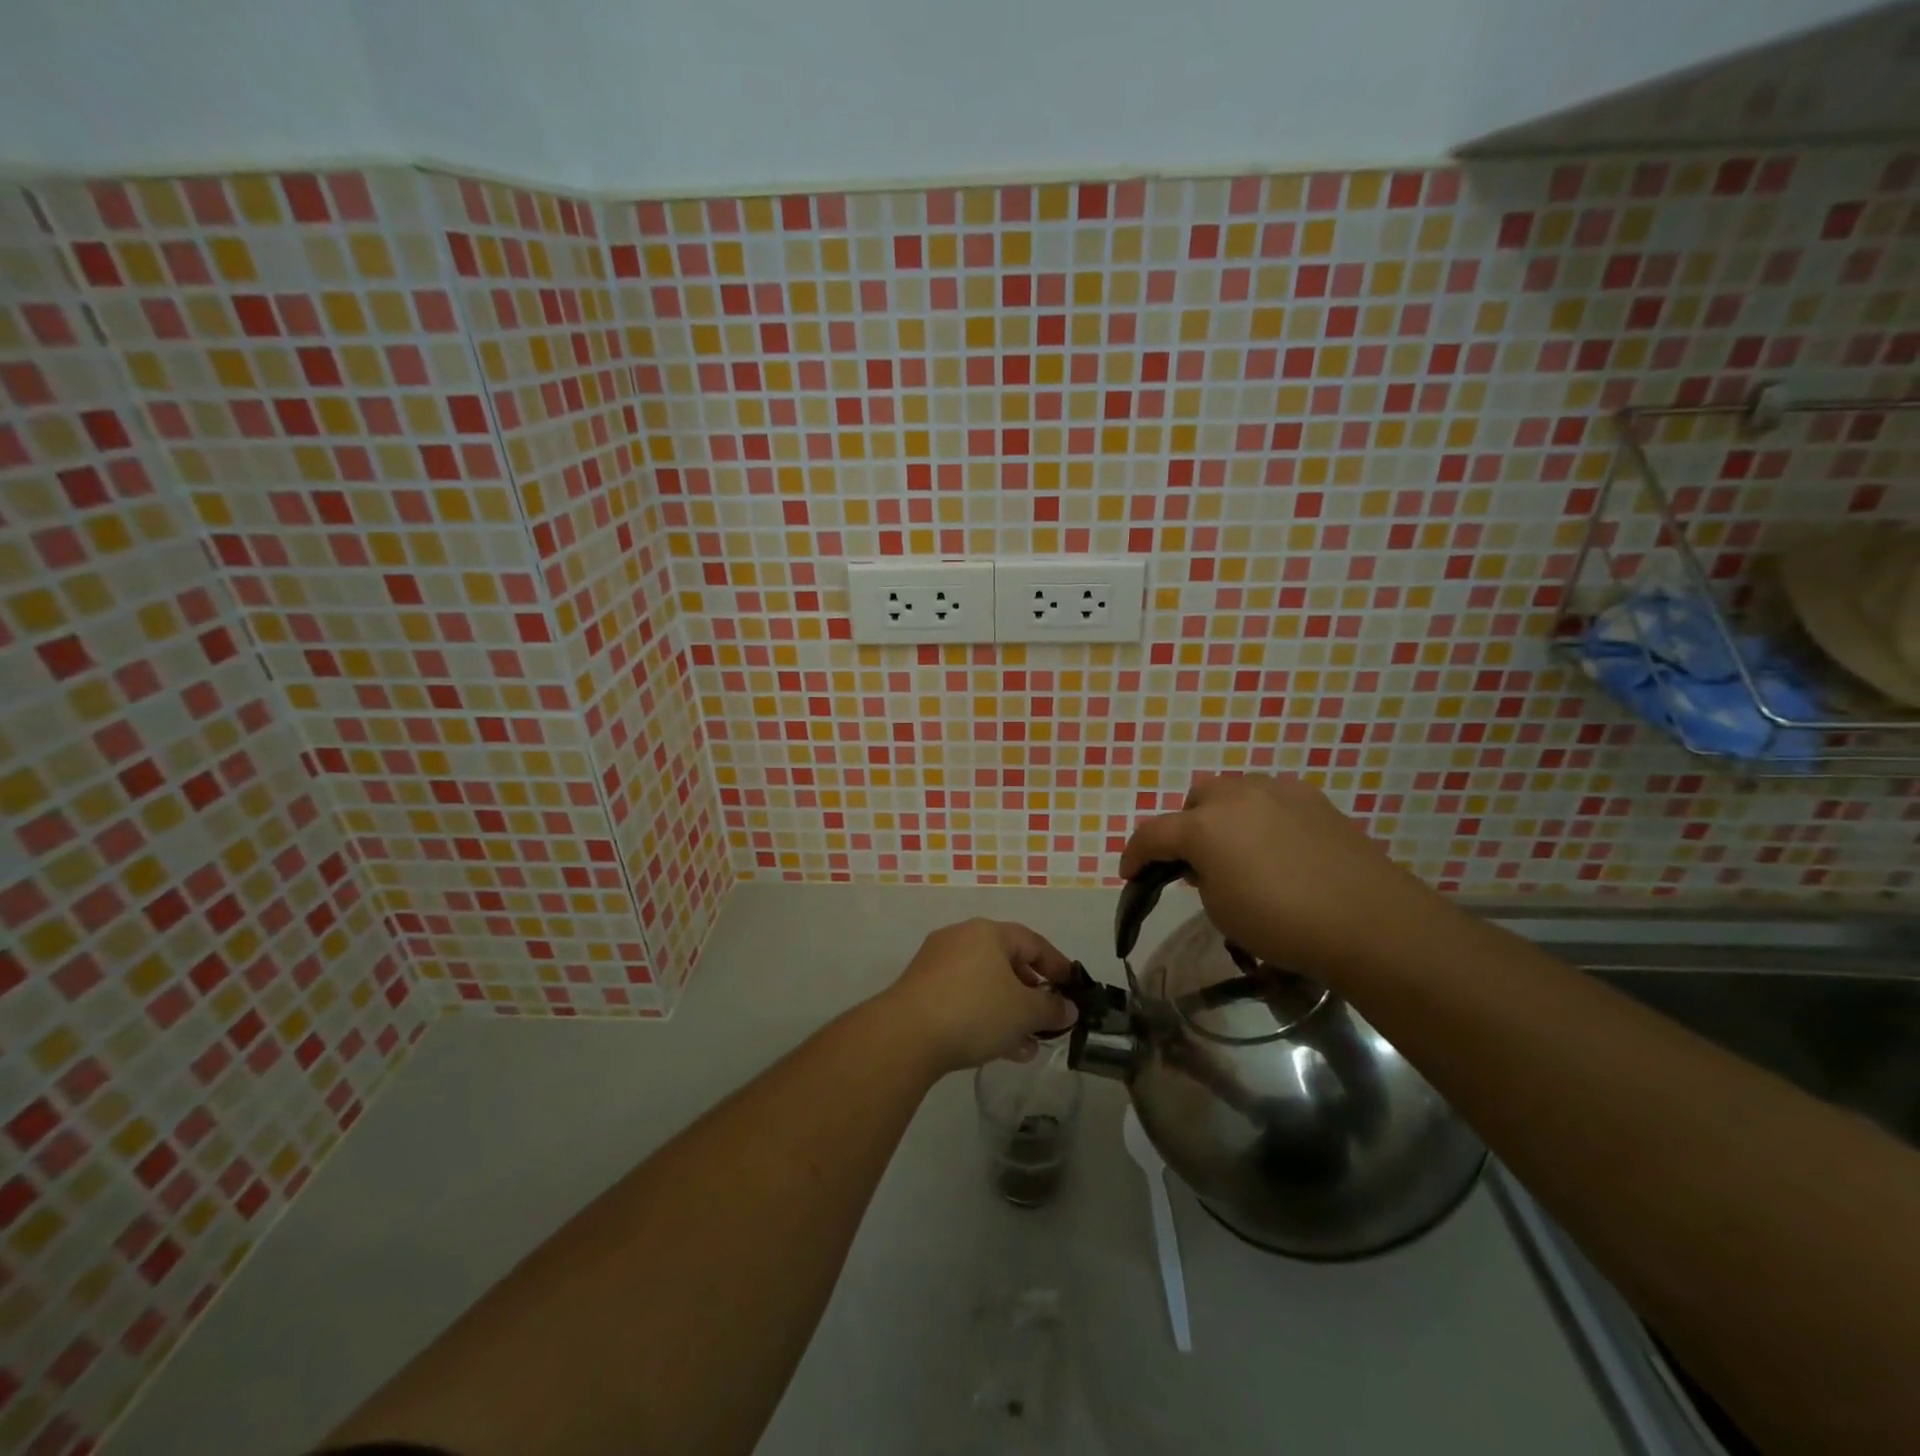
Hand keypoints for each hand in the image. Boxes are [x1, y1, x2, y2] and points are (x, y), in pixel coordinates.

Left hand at [879, 919, 1078, 1074]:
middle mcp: (960, 939)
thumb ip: (1051, 1008)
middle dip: (1031, 994)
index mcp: (987, 932)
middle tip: (1048, 1020)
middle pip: (1007, 963)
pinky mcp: (921, 991)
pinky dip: (984, 1017)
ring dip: (1009, 1013)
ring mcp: (937, 964)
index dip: (1057, 965)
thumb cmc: (975, 1010)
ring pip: (985, 985)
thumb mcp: (1024, 1011)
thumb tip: (1068, 1008)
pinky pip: (963, 999)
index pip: (1033, 942)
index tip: (1073, 989)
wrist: (906, 1035)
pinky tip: (1000, 1049)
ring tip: (1028, 1046)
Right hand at [1120, 775, 1451, 983]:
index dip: (1134, 855)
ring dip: (1223, 816)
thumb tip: (1206, 865)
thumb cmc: (1281, 923)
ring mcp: (1277, 790)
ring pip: (1232, 792)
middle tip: (1197, 864)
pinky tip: (1278, 846)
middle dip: (1186, 828)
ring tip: (1239, 850)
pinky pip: (1270, 798)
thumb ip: (1200, 878)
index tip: (1130, 875)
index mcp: (1202, 825)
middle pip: (1194, 802)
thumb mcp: (1221, 910)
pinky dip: (1261, 816)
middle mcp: (1234, 795)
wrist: (1368, 921)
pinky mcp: (1312, 798)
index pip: (1151, 835)